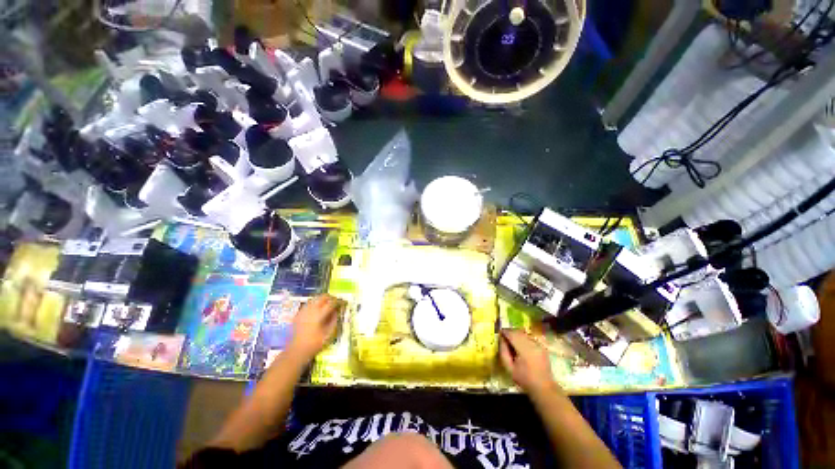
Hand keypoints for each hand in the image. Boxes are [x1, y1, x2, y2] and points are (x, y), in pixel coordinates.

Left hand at [287, 294, 343, 361]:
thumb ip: (334, 320)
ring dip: (323, 299)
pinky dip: (316, 303)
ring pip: (315, 298)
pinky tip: (318, 310)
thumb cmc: (314, 344)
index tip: (344, 303)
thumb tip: (338, 311)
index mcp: (319, 314)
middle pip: (323, 297)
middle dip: (331, 298)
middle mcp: (311, 309)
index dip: (339, 301)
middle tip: (336, 302)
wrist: (296, 351)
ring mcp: (304, 310)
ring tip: (328, 305)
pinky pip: (309, 303)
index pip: (332, 302)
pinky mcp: (299, 313)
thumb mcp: (329, 334)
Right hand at [499, 329, 558, 395]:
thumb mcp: (509, 368)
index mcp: (524, 349)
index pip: (512, 334)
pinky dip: (524, 338)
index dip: (504, 332)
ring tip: (512, 341)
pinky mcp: (542, 347)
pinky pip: (530, 337)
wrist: (543, 387)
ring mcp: (539, 344)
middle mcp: (532, 344)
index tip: (499, 333)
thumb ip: (503, 352)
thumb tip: (501, 339)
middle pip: (518, 331)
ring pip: (524, 333)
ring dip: (517, 334)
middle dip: (510, 332)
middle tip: (504, 337)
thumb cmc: (524, 379)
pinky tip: (521, 345)